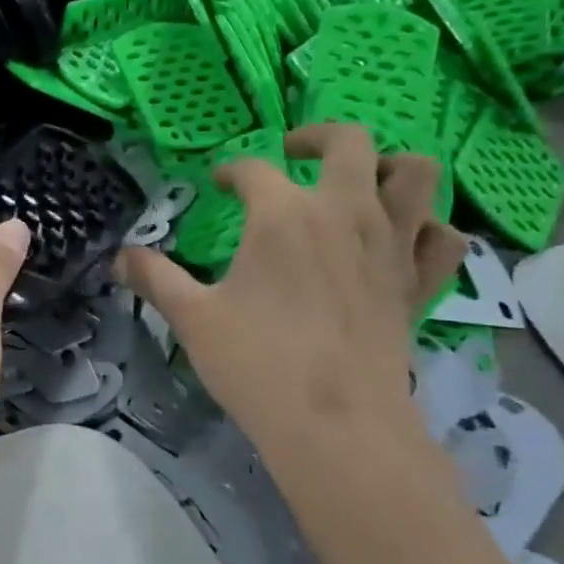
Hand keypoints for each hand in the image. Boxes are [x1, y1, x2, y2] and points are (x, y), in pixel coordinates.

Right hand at [119, 124, 465, 459]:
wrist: (336, 426)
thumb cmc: (256, 363)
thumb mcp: (192, 317)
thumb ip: (155, 277)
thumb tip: (119, 256)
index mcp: (284, 215)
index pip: (255, 170)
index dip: (232, 171)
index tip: (219, 183)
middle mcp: (345, 213)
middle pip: (348, 141)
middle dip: (318, 136)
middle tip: (295, 152)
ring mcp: (392, 245)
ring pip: (415, 174)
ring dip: (387, 167)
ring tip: (359, 182)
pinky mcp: (419, 284)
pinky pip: (444, 238)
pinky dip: (428, 228)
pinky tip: (404, 240)